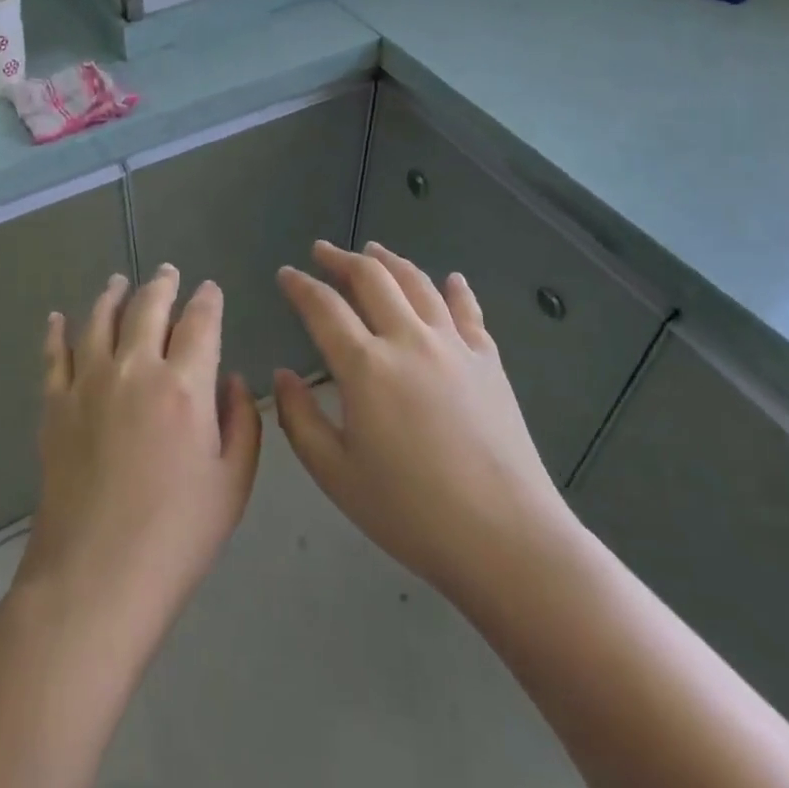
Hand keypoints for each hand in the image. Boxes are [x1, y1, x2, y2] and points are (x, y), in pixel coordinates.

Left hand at [18, 266, 261, 639]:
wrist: (96, 576)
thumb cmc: (177, 535)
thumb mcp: (233, 483)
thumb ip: (242, 422)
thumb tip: (232, 379)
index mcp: (185, 386)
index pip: (200, 322)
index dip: (208, 300)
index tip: (210, 289)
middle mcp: (135, 369)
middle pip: (148, 308)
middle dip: (162, 284)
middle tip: (168, 271)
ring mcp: (88, 384)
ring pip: (99, 320)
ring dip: (113, 295)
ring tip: (119, 281)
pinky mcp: (55, 406)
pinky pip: (54, 355)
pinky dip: (57, 331)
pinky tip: (58, 318)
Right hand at [272, 241, 575, 602]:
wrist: (505, 537)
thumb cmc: (410, 512)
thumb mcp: (336, 474)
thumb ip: (300, 419)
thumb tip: (283, 376)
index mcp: (366, 367)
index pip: (323, 308)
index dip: (300, 286)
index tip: (285, 274)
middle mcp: (409, 340)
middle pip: (372, 279)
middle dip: (341, 259)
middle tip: (322, 251)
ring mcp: (454, 346)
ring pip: (418, 284)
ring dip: (390, 261)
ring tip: (373, 250)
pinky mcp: (489, 362)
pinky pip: (468, 312)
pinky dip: (455, 290)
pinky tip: (451, 279)